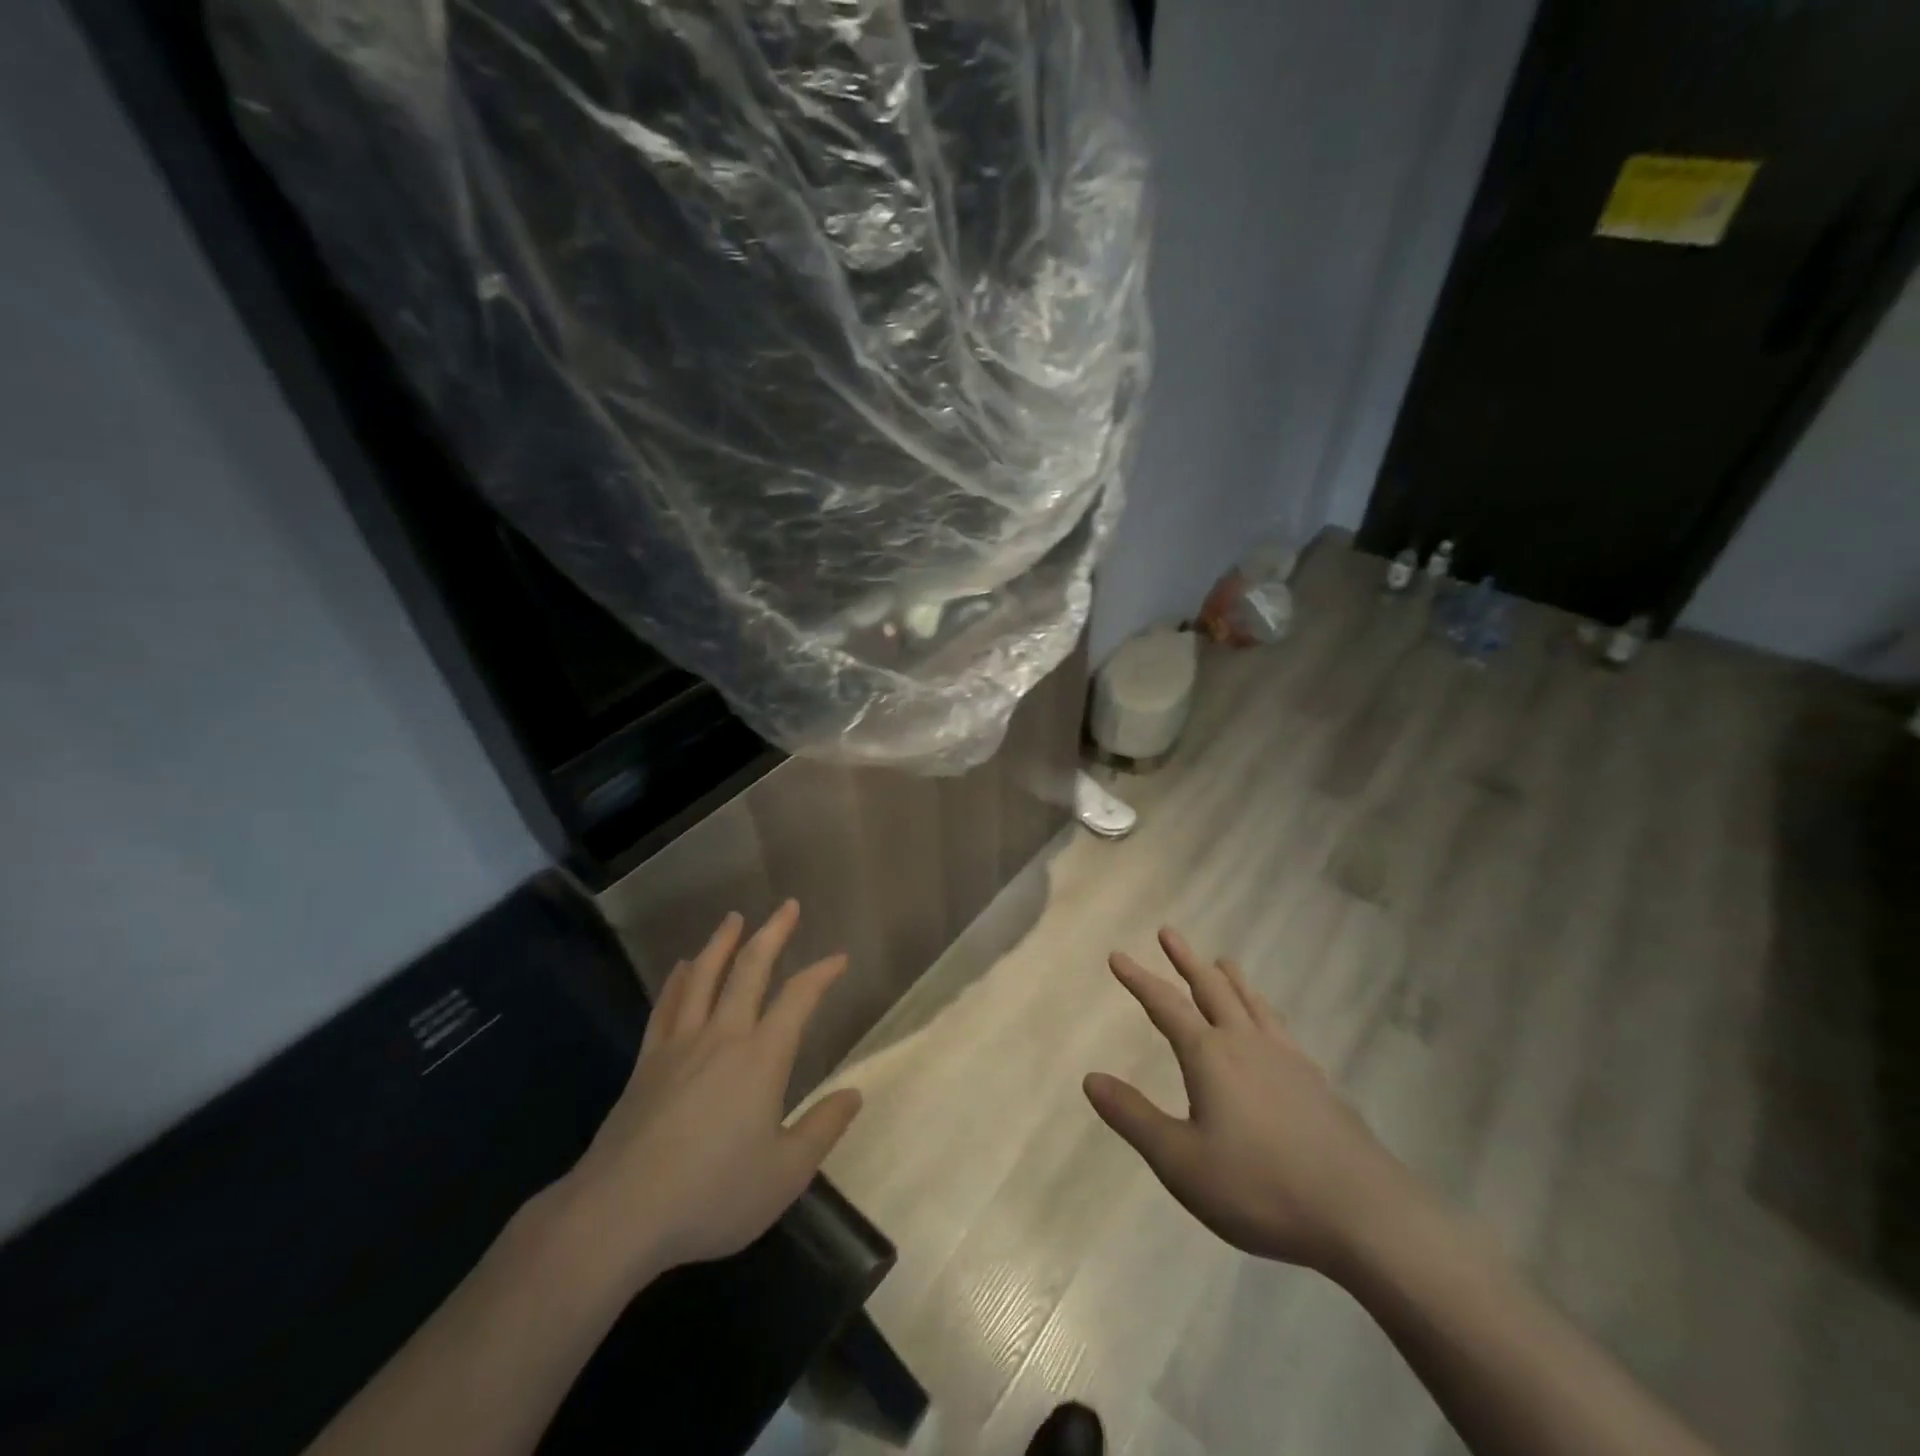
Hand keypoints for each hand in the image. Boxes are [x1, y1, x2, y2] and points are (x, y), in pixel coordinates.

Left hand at [557, 903, 862, 1285]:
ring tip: (734, 918)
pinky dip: (677, 980)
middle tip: (787, 906)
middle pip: (749, 969)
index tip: (839, 958)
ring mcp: (679, 1045)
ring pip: (703, 976)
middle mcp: (722, 1036)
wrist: (618, 1213)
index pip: (799, 998)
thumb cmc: (711, 1194)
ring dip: (722, 942)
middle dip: (772, 933)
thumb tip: (855, 1093)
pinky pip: (666, 1005)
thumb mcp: (785, 1173)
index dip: (822, 973)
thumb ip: (823, 1128)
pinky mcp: (647, 1062)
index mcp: (762, 1057)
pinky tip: (682, 967)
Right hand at [1084, 928, 1420, 1275]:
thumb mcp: (1181, 1162)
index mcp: (1210, 1056)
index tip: (1117, 956)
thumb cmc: (1260, 1187)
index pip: (1165, 1006)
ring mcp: (1288, 1059)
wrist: (1363, 1214)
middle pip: (1211, 989)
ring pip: (1252, 1003)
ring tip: (1222, 960)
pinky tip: (1270, 1026)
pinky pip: (1280, 1028)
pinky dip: (1263, 1011)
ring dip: (1231, 979)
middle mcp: (1247, 1044)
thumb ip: (1134, 1117)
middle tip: (1169, 932)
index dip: (1139, 980)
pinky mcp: (1317, 1082)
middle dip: (1186, 960)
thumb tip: (1090, 1078)